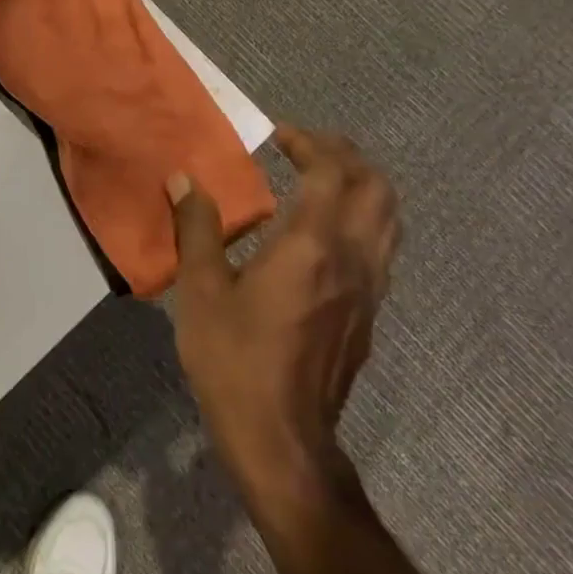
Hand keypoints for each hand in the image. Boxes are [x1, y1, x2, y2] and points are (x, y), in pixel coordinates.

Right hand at [167, 126, 399, 514]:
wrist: (281, 438)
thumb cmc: (234, 361)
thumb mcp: (202, 291)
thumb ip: (196, 229)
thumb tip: (183, 180)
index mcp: (313, 245)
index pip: (332, 172)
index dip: (310, 143)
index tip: (278, 135)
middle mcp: (354, 258)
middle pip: (376, 187)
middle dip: (346, 156)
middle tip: (306, 149)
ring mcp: (370, 288)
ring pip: (389, 217)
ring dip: (362, 185)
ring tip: (322, 181)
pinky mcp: (370, 313)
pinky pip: (382, 246)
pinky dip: (364, 218)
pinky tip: (326, 234)